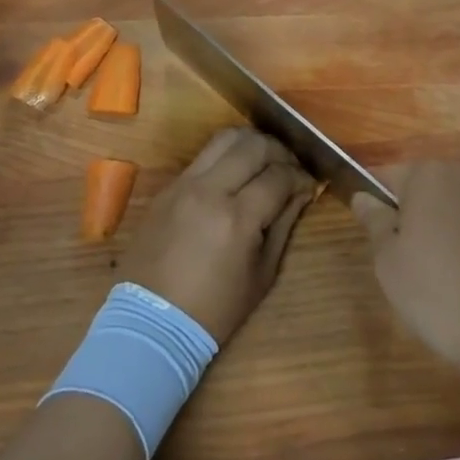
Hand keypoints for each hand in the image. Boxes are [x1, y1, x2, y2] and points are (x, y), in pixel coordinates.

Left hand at [120, 129, 315, 344]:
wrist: (151, 321)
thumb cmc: (213, 310)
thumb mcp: (261, 276)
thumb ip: (283, 226)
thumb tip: (300, 193)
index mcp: (237, 218)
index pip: (278, 176)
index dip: (300, 177)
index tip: (309, 185)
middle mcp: (210, 190)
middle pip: (254, 146)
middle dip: (280, 151)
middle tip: (290, 168)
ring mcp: (185, 183)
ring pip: (225, 138)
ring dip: (252, 143)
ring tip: (264, 161)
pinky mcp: (168, 186)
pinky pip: (203, 155)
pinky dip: (226, 155)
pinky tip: (236, 173)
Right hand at [351, 162, 459, 382]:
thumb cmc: (448, 296)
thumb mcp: (392, 267)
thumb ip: (375, 225)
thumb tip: (363, 197)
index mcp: (429, 175)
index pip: (386, 178)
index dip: (376, 209)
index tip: (378, 246)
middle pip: (427, 194)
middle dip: (416, 225)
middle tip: (411, 274)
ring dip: (451, 241)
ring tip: (452, 291)